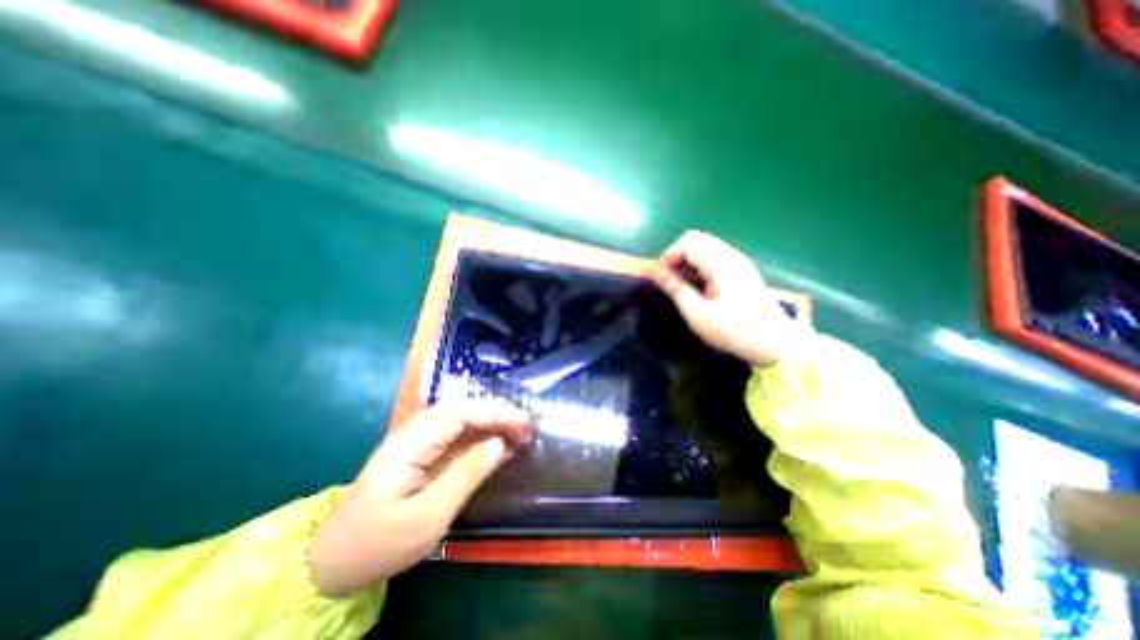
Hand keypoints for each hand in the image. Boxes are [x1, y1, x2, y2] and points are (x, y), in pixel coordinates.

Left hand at [305, 402, 531, 595]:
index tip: (525, 422)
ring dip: (496, 423)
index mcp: (412, 441)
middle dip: (500, 414)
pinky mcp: (427, 452)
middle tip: (530, 427)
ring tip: (523, 433)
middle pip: (465, 409)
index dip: (496, 412)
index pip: (461, 412)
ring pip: (466, 420)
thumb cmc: (379, 542)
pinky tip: (502, 445)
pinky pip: (461, 437)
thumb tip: (499, 444)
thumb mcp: (426, 516)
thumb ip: (465, 475)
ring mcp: (422, 441)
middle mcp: (417, 431)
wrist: (335, 560)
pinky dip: (485, 437)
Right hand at [650, 233, 799, 367]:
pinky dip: (700, 264)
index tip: (660, 277)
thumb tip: (657, 272)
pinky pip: (715, 256)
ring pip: (706, 246)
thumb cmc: (733, 330)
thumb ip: (676, 289)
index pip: (689, 242)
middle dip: (677, 255)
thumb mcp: (698, 314)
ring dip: (688, 259)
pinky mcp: (742, 270)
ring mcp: (739, 261)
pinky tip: (699, 285)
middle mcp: (731, 255)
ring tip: (682, 283)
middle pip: (697, 239)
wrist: (775, 343)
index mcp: (721, 264)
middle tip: (670, 278)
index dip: (669, 255)